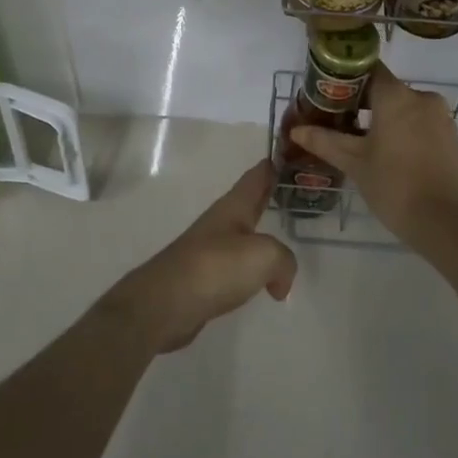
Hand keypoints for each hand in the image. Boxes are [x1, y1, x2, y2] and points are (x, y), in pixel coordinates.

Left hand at [105, 160, 297, 352]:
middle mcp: (221, 222)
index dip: (272, 164)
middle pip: (249, 202)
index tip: (286, 153)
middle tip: (292, 189)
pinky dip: (251, 269)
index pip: (257, 176)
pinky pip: (236, 267)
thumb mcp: (264, 256)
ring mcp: (210, 250)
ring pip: (243, 235)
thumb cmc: (216, 267)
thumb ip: (284, 260)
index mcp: (234, 206)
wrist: (165, 304)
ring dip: (260, 234)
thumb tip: (280, 282)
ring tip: (281, 237)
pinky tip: (261, 281)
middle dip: (268, 194)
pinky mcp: (204, 279)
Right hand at [289, 64, 457, 255]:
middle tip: (338, 123)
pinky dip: (404, 130)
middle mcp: (421, 97)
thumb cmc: (394, 186)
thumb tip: (296, 130)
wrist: (445, 222)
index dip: (346, 78)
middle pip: (386, 89)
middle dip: (362, 103)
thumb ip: (324, 141)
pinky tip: (390, 154)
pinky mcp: (451, 135)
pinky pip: (421, 122)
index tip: (330, 95)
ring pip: (404, 107)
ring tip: (361, 142)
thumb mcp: (354, 163)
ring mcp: (440, 116)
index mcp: (396, 96)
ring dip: (384, 118)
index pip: (368, 69)